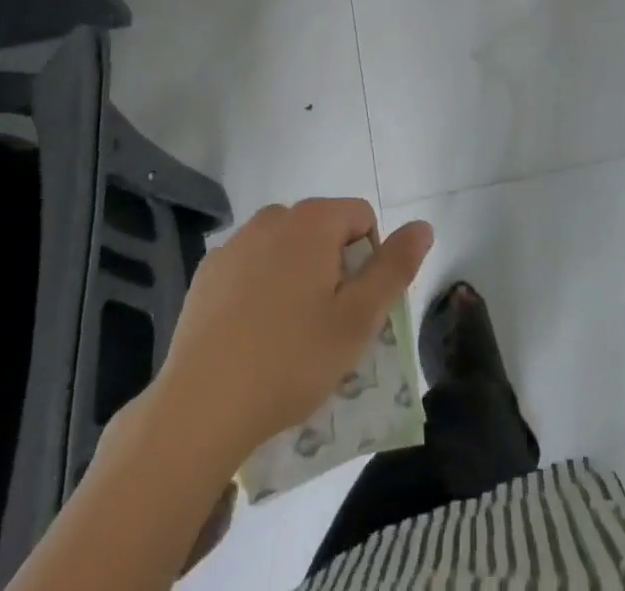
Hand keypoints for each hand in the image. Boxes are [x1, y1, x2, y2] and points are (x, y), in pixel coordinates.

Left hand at [157, 199, 433, 461]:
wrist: (201, 407)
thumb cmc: (291, 359)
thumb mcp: (358, 319)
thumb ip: (395, 267)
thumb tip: (423, 226)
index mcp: (312, 220)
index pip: (361, 217)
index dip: (370, 261)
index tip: (355, 309)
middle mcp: (272, 217)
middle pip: (322, 231)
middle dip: (332, 269)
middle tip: (325, 327)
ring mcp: (234, 243)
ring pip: (285, 249)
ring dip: (296, 278)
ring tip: (287, 336)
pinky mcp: (207, 272)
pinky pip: (250, 268)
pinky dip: (259, 290)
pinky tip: (251, 336)